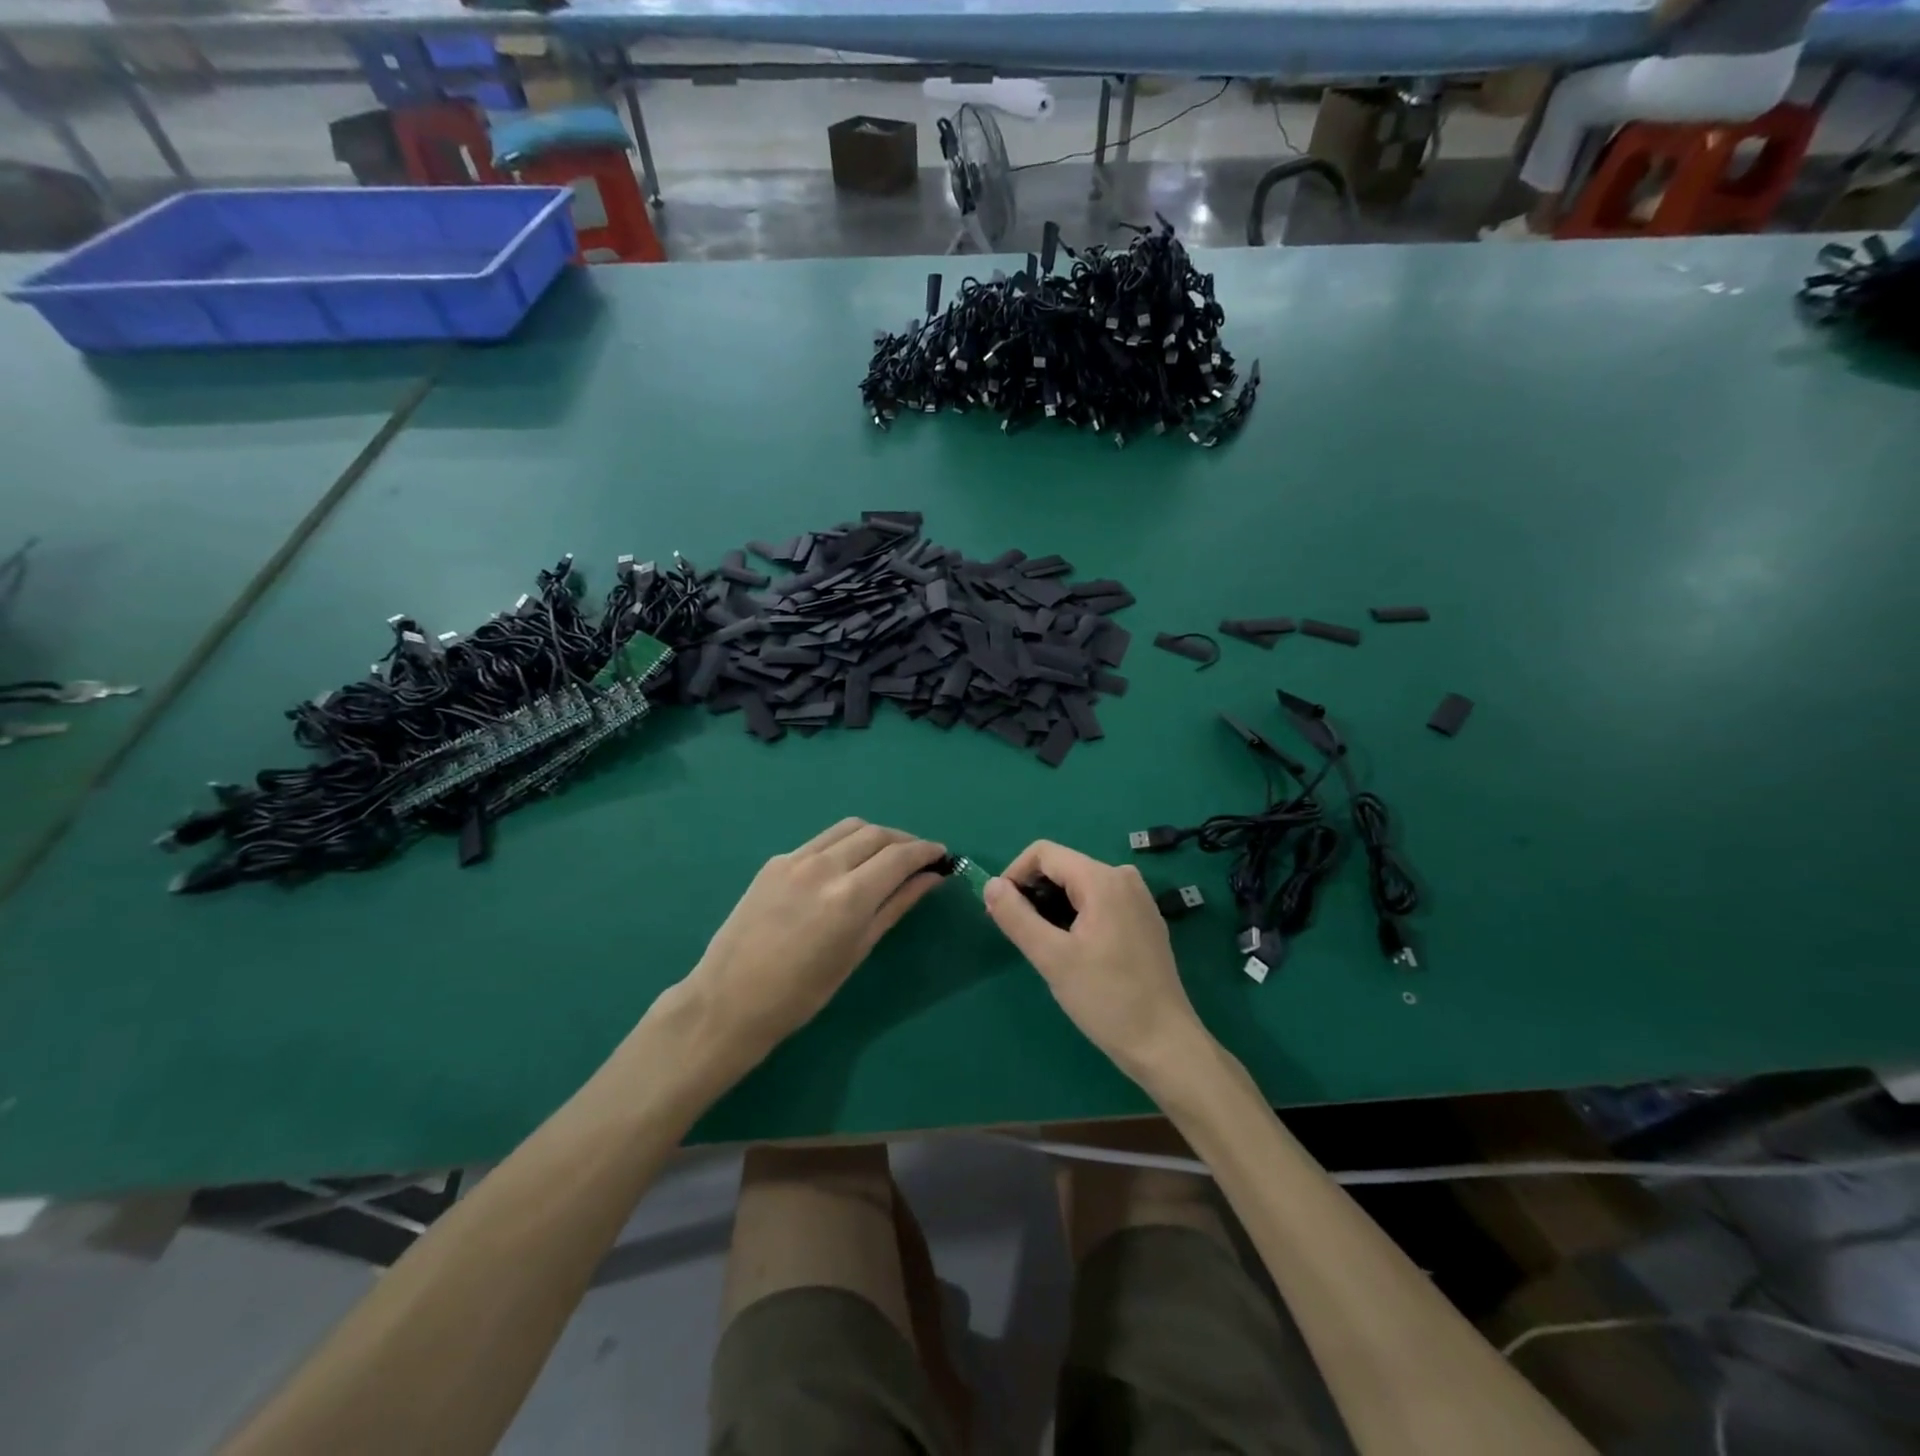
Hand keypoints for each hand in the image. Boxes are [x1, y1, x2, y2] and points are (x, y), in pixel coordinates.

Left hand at [680, 819, 946, 1070]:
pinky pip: (821, 841)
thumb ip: (896, 906)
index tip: (942, 855)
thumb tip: (930, 878)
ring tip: (886, 856)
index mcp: (850, 896)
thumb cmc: (802, 993)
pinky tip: (846, 867)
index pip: (900, 855)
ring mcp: (795, 859)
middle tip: (919, 858)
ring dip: (875, 836)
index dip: (926, 851)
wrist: (730, 1000)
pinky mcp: (775, 861)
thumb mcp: (858, 950)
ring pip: (848, 828)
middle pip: (877, 834)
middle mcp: (824, 866)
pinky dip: (844, 845)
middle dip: (904, 841)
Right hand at [984, 841, 1209, 1088]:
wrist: (1165, 1044)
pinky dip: (1076, 915)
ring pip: (1080, 885)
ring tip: (1043, 946)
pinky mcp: (1144, 919)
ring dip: (1053, 906)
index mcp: (1102, 879)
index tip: (1000, 911)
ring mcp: (1138, 898)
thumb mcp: (1052, 958)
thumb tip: (990, 885)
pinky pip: (1099, 901)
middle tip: (1017, 934)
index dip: (1014, 875)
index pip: (1044, 853)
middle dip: (1033, 892)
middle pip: (1063, 867)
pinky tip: (1073, 950)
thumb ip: (1016, 917)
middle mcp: (1123, 877)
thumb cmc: (1106, 999)